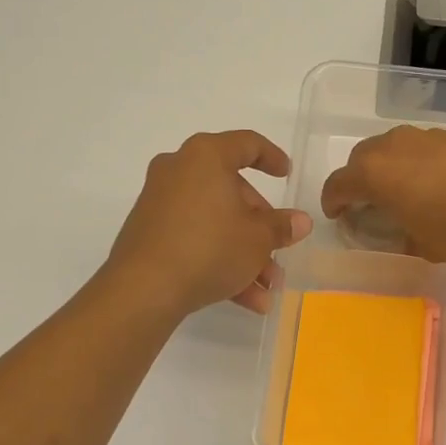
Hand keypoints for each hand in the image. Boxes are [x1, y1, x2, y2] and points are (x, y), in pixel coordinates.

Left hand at [103, 130, 313, 316]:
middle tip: (278, 250)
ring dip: (245, 254)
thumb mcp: (258, 239)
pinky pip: (194, 240)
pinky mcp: (150, 233)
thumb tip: (300, 221)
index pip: (246, 144)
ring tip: (267, 288)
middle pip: (231, 191)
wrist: (145, 288)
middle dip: (260, 228)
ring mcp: (160, 202)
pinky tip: (246, 300)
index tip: (287, 176)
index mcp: (206, 157)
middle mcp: (179, 171)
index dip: (272, 158)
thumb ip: (281, 226)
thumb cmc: (210, 247)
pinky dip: (219, 262)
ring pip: (215, 223)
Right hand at [319, 127, 445, 261]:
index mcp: (372, 174)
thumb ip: (403, 238)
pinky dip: (415, 163)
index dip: (333, 202)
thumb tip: (404, 236)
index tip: (337, 215)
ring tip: (400, 190)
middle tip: (366, 201)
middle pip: (361, 158)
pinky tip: (432, 182)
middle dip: (358, 179)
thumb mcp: (422, 246)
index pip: (338, 185)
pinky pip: (419, 147)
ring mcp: (422, 137)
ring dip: (387, 167)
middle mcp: (390, 147)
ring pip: (391, 148)